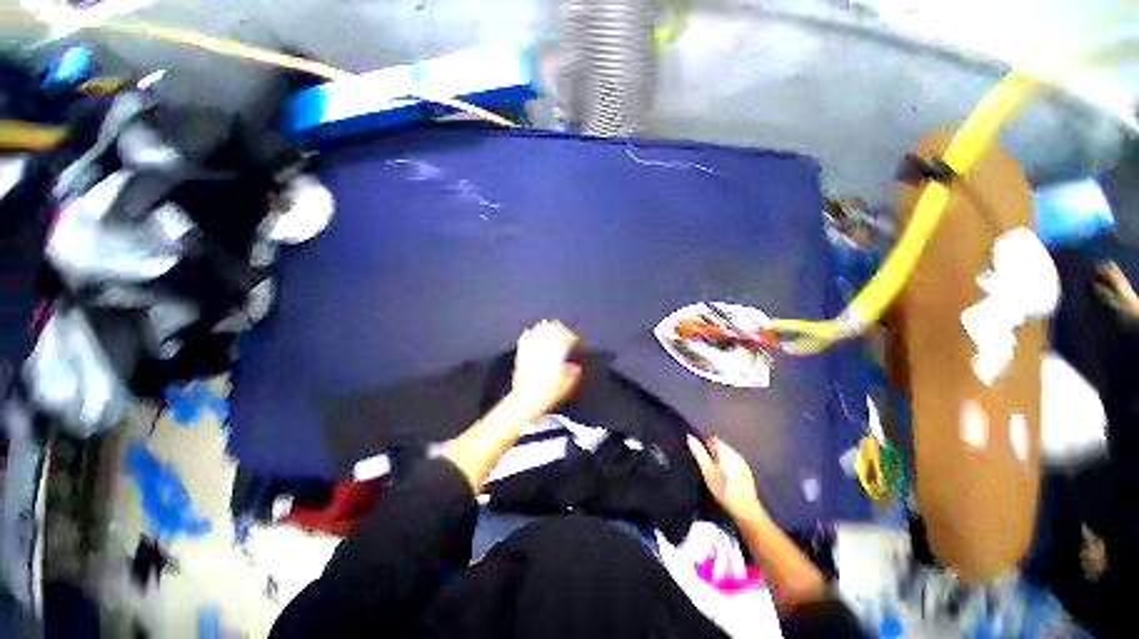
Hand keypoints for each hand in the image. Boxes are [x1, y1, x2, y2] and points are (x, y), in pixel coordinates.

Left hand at [510, 320, 580, 416]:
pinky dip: (526, 336)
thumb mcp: (564, 387)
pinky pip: (524, 343)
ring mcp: (531, 356)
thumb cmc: (544, 396)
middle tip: (560, 325)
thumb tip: (576, 368)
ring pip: (537, 337)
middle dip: (556, 329)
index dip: (569, 337)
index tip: (572, 337)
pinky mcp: (521, 359)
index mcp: (554, 360)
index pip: (563, 342)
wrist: (525, 401)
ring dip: (542, 329)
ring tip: (545, 323)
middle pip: (550, 336)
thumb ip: (571, 375)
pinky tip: (527, 332)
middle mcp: (542, 355)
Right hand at [687, 435, 766, 522]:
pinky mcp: (747, 473)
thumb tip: (689, 436)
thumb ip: (698, 453)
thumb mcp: (707, 471)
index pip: (712, 439)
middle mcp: (736, 453)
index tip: (700, 459)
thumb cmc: (723, 490)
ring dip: (719, 460)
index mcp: (726, 451)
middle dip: (711, 453)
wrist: (746, 510)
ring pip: (727, 455)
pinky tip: (725, 480)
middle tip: (705, 468)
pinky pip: (733, 463)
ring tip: (714, 474)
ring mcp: (743, 463)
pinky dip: (727, 467)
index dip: (703, 446)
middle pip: (720, 446)